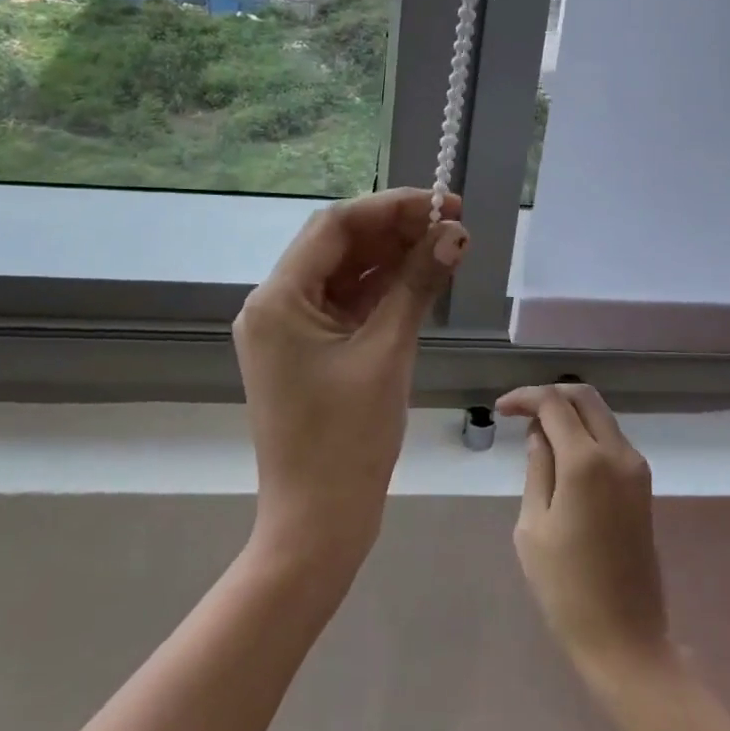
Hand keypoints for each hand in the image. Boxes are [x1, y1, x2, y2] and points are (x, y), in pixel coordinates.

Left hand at [233, 188, 468, 575]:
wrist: (317, 527)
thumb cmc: (346, 442)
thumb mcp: (386, 353)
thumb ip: (418, 285)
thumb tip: (454, 234)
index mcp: (278, 299)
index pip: (335, 226)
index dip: (390, 207)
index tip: (441, 203)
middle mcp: (275, 304)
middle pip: (338, 246)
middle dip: (394, 230)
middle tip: (451, 224)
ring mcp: (289, 328)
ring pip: (344, 273)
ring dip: (392, 257)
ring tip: (445, 245)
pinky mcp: (307, 349)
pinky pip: (346, 303)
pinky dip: (382, 289)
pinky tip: (422, 277)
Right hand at [496, 383, 671, 680]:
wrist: (626, 641)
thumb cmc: (567, 588)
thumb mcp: (533, 526)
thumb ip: (537, 469)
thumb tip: (539, 434)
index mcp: (586, 461)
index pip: (553, 403)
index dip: (524, 397)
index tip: (500, 410)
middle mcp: (618, 454)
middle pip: (584, 397)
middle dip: (549, 395)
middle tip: (520, 412)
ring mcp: (636, 469)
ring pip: (601, 415)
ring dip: (569, 413)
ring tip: (537, 435)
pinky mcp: (642, 486)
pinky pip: (611, 439)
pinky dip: (585, 433)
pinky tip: (562, 456)